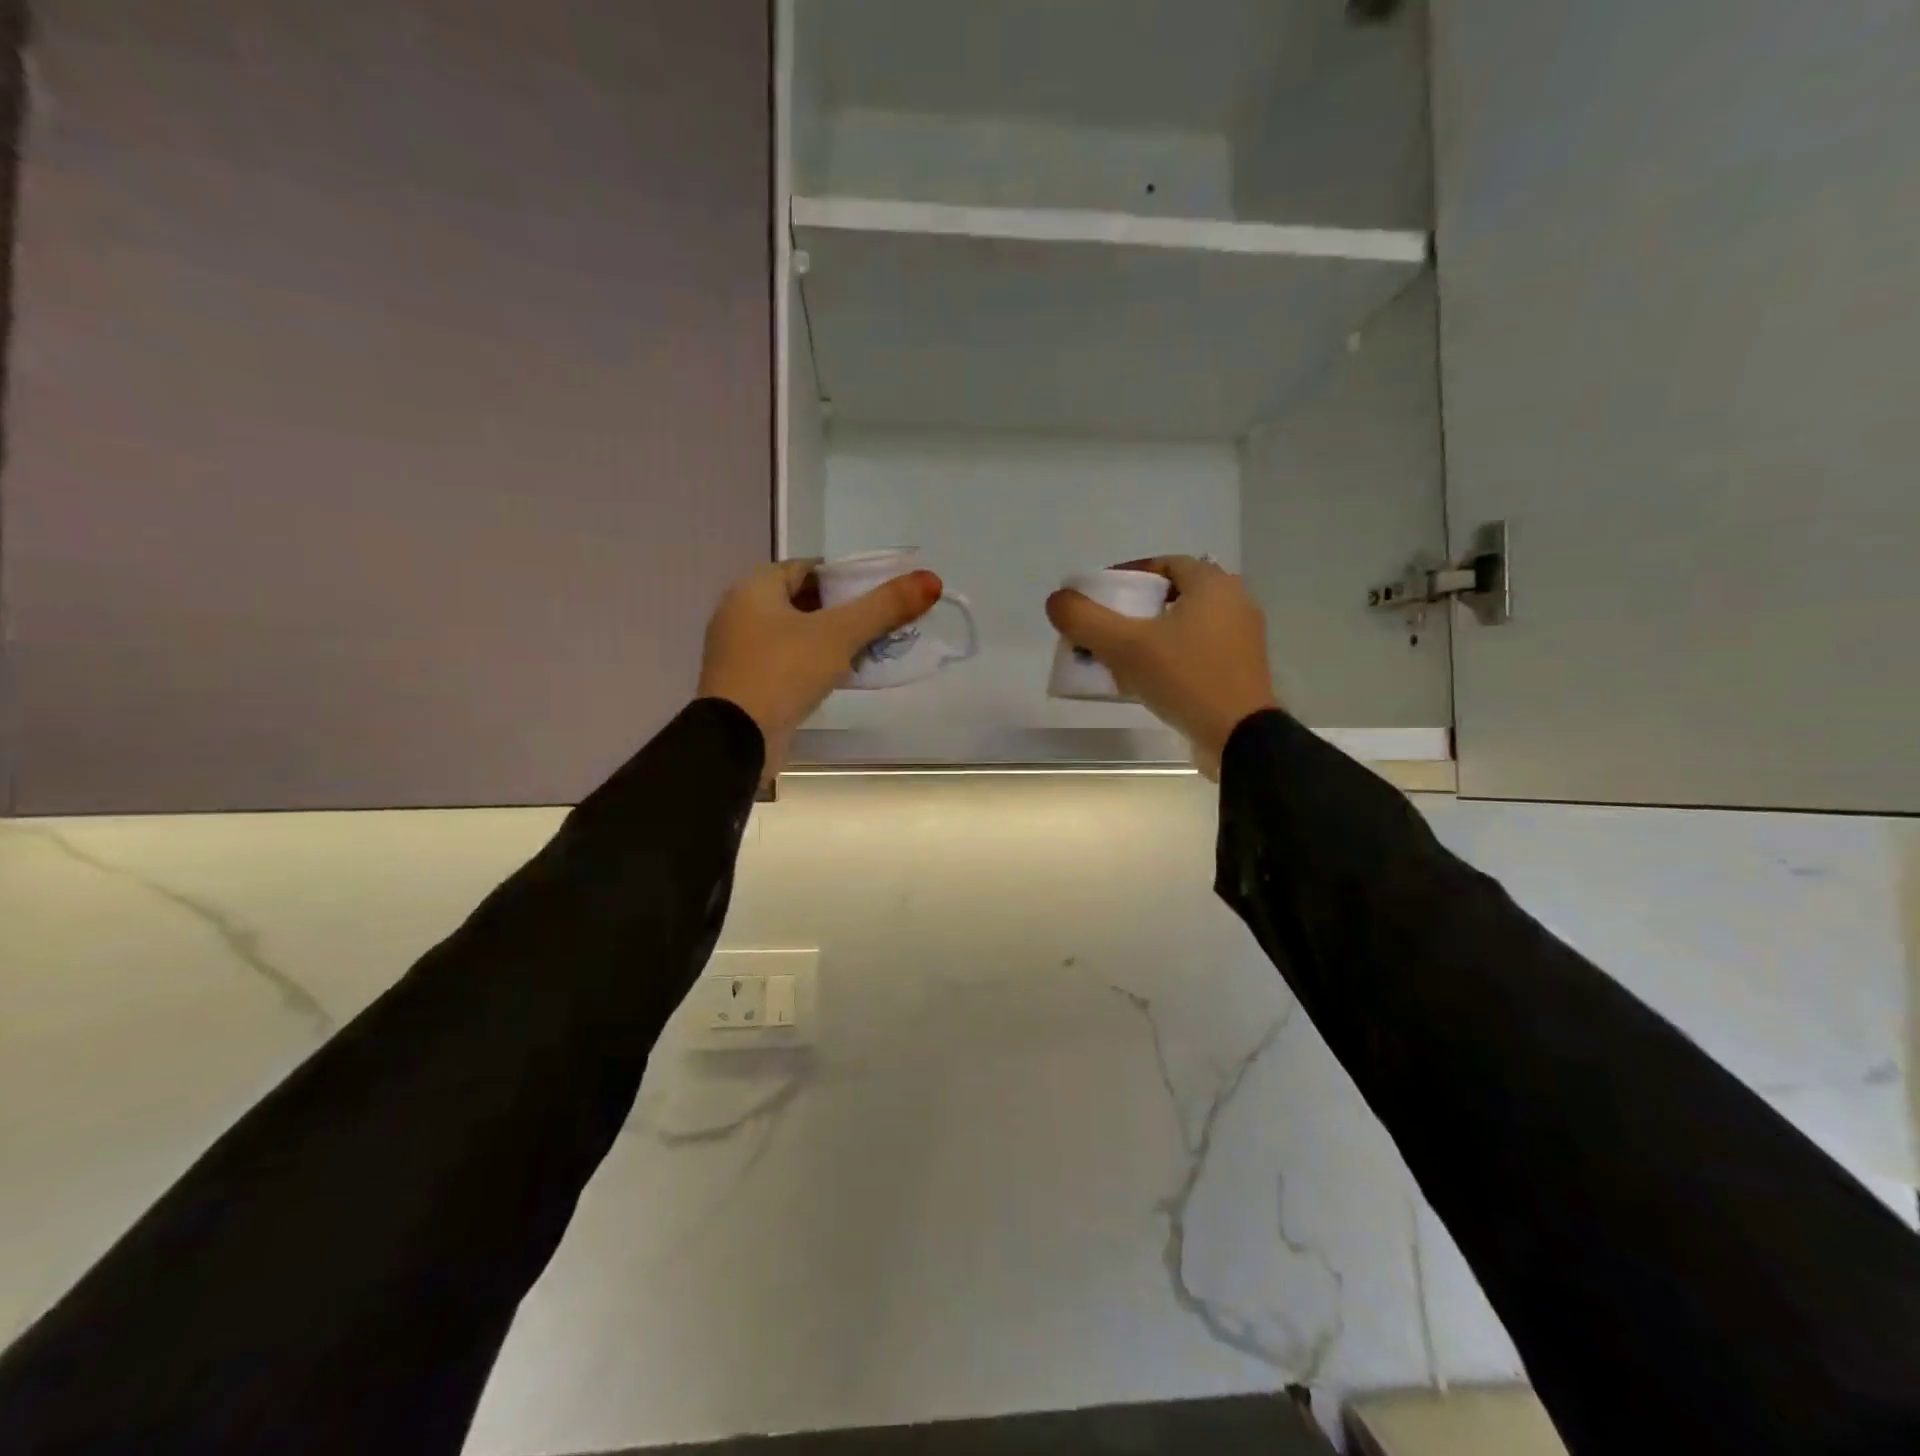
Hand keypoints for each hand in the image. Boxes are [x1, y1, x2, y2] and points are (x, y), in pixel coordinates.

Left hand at [699, 559, 941, 777]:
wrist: (737, 740)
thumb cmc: (785, 672)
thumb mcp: (840, 634)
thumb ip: (884, 606)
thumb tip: (931, 580)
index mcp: (754, 588)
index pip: (808, 567)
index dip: (846, 578)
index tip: (878, 596)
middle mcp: (739, 612)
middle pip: (802, 600)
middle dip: (841, 611)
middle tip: (878, 625)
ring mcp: (738, 650)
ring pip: (794, 634)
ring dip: (828, 640)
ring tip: (866, 652)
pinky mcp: (743, 683)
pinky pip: (784, 662)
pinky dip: (810, 664)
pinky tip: (837, 678)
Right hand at [1046, 556, 1278, 778]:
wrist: (1240, 738)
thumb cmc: (1185, 678)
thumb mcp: (1125, 646)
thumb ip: (1085, 619)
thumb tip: (1057, 601)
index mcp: (1213, 585)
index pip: (1164, 564)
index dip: (1127, 576)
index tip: (1099, 598)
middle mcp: (1234, 603)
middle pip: (1172, 596)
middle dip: (1134, 610)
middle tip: (1105, 629)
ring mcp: (1242, 639)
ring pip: (1184, 626)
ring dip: (1150, 636)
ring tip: (1118, 657)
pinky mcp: (1240, 670)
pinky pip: (1196, 652)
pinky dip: (1169, 658)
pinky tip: (1145, 680)